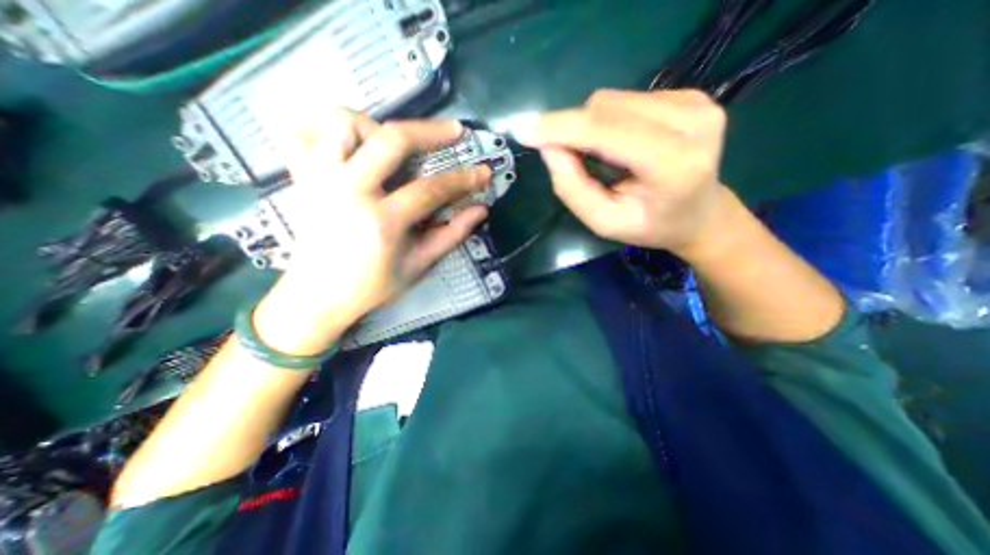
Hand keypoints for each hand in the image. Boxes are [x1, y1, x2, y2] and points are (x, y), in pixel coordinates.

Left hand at [252, 111, 487, 353]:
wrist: (318, 295)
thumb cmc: (373, 285)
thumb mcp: (418, 265)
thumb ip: (451, 234)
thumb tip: (480, 210)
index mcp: (382, 221)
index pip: (431, 189)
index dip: (463, 179)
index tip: (483, 172)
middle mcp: (348, 191)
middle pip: (391, 139)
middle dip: (429, 130)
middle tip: (453, 131)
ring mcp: (320, 180)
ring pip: (344, 123)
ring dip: (376, 125)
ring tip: (393, 144)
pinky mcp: (301, 178)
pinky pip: (306, 133)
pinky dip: (330, 130)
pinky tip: (352, 145)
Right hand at [515, 89, 728, 255]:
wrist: (699, 214)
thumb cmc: (650, 226)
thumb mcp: (604, 222)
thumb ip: (573, 188)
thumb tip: (548, 147)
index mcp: (674, 165)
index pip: (607, 132)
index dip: (562, 128)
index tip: (525, 131)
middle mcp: (692, 122)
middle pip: (606, 109)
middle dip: (574, 130)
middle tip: (567, 158)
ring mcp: (696, 103)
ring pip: (614, 100)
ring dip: (592, 126)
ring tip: (601, 157)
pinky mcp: (691, 95)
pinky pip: (628, 99)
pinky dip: (610, 121)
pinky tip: (621, 145)